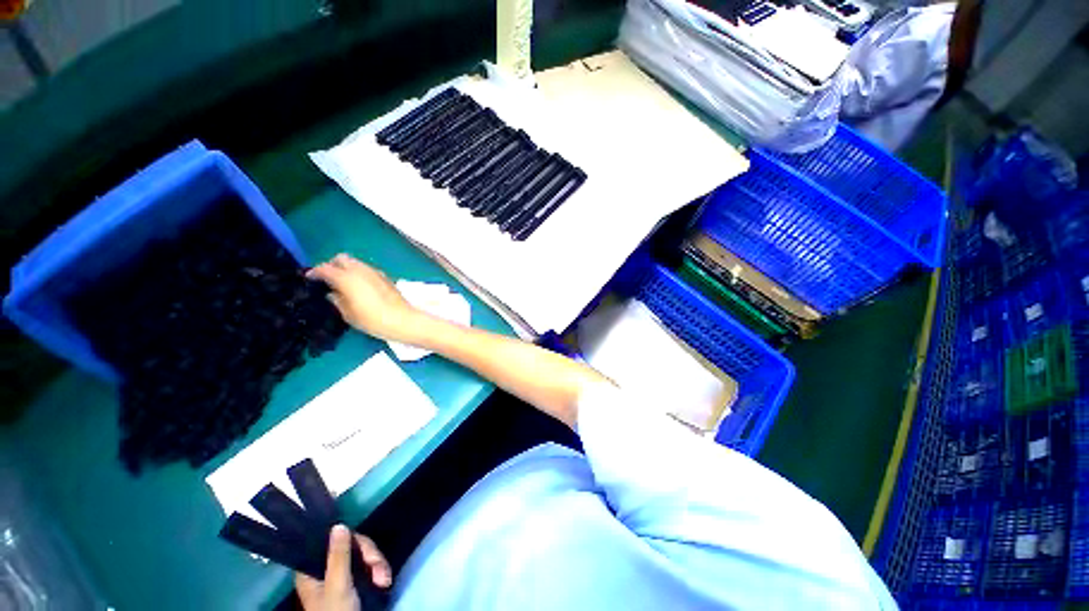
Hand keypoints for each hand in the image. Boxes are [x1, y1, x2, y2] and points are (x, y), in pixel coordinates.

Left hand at [295, 525, 391, 610]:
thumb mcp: (338, 585)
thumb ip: (338, 556)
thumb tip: (338, 524)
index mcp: (311, 569)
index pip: (332, 540)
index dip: (352, 540)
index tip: (366, 550)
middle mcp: (324, 570)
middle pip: (351, 547)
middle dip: (370, 557)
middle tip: (381, 571)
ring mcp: (338, 577)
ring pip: (361, 557)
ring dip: (377, 566)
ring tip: (385, 580)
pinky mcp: (352, 584)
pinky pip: (367, 568)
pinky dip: (378, 572)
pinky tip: (384, 582)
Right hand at [307, 254, 421, 343]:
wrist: (402, 320)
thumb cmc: (372, 319)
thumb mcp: (348, 314)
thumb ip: (337, 300)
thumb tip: (332, 293)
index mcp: (347, 278)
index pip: (325, 268)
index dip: (315, 272)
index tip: (310, 278)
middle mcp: (361, 270)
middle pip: (342, 258)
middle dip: (332, 265)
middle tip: (328, 279)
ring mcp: (375, 272)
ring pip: (356, 262)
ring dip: (347, 268)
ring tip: (343, 283)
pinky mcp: (385, 277)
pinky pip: (367, 269)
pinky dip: (359, 272)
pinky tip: (359, 286)